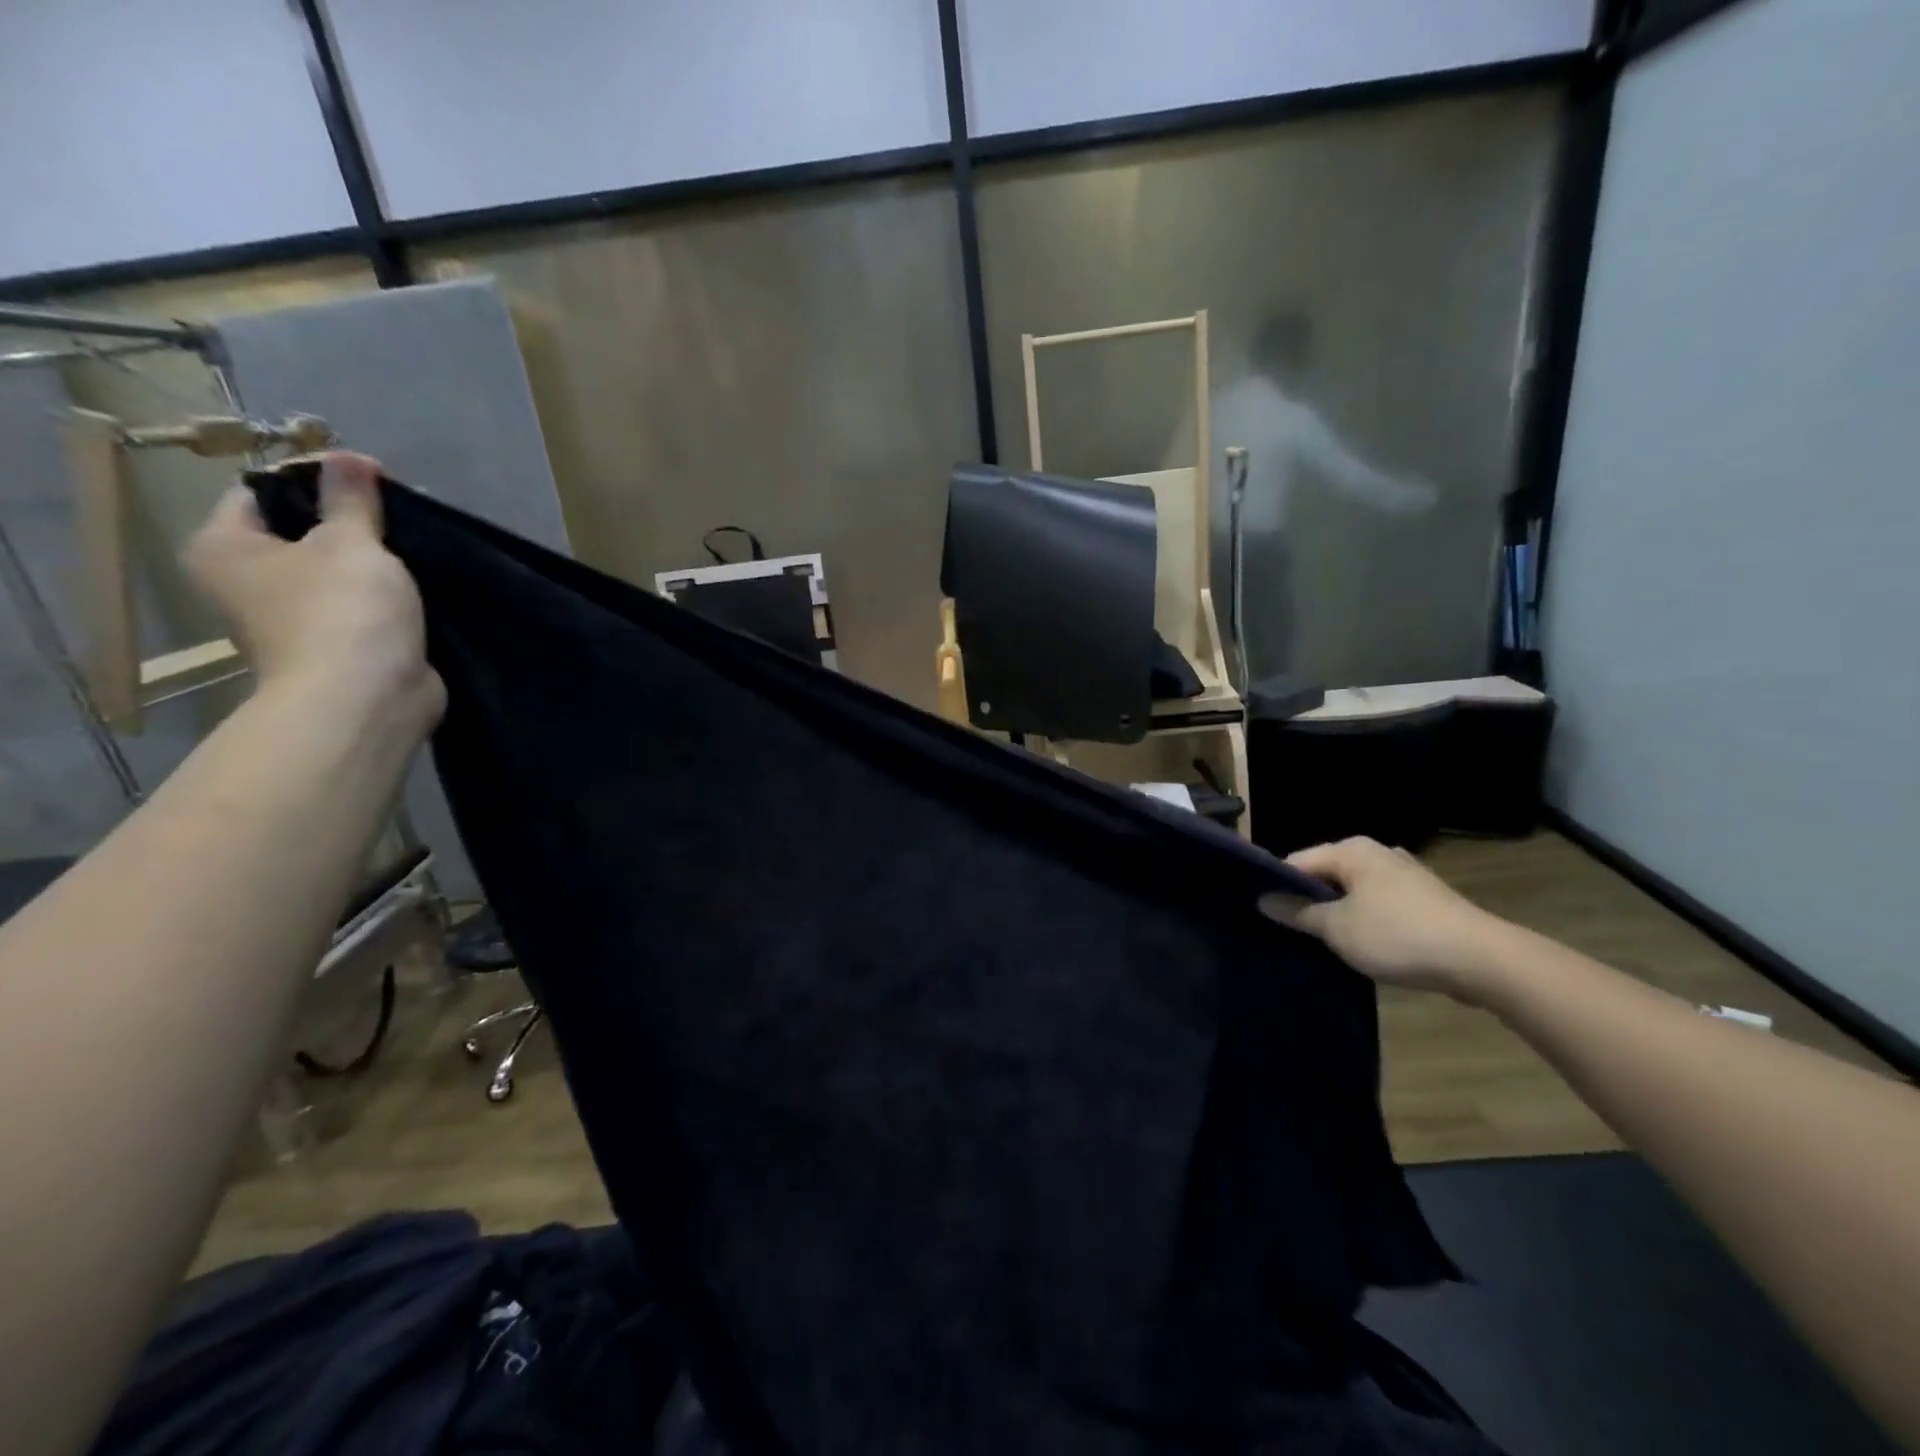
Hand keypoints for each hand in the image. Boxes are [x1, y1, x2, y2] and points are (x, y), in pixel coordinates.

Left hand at [183, 452, 443, 734]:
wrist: (367, 699)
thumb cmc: (343, 611)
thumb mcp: (350, 542)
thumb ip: (351, 498)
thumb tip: (348, 457)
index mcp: (226, 548)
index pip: (262, 491)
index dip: (316, 477)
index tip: (371, 476)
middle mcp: (248, 582)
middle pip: (301, 530)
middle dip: (351, 518)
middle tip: (401, 508)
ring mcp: (296, 618)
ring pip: (337, 570)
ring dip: (375, 558)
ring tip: (419, 542)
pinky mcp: (341, 644)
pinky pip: (363, 604)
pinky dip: (388, 593)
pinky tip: (422, 582)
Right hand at [1259, 837, 1512, 1000]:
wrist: (1481, 960)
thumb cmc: (1397, 935)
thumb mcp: (1336, 928)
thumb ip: (1297, 912)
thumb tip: (1263, 900)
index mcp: (1351, 850)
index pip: (1297, 862)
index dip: (1277, 887)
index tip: (1265, 915)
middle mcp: (1377, 852)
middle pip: (1326, 875)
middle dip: (1309, 901)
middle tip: (1292, 932)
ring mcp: (1405, 874)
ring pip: (1354, 891)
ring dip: (1339, 914)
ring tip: (1325, 942)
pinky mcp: (1426, 899)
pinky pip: (1380, 904)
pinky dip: (1367, 920)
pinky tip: (1365, 945)